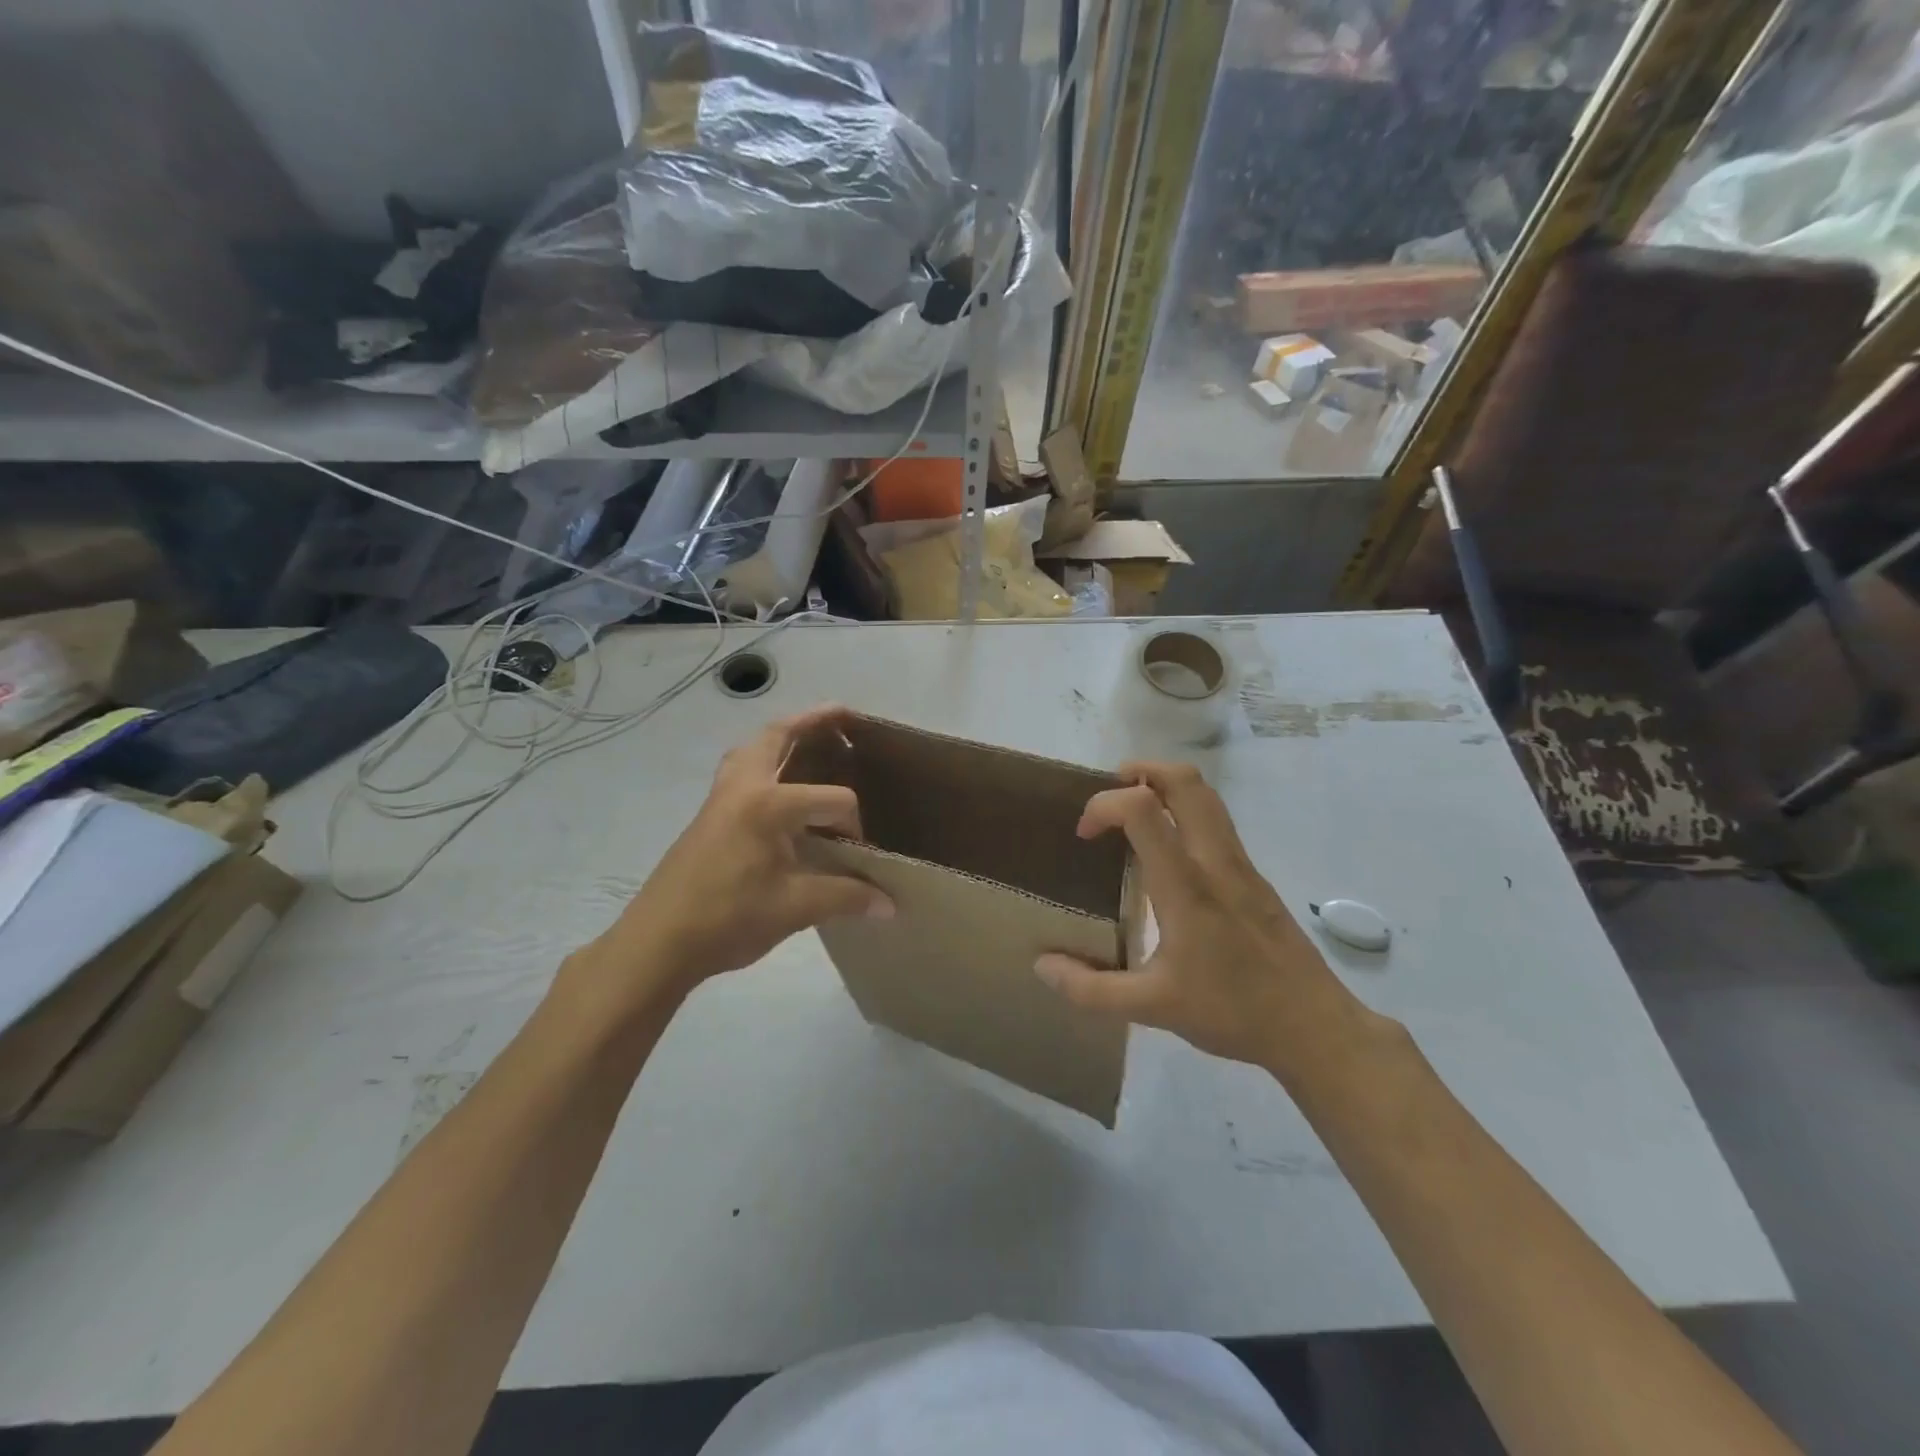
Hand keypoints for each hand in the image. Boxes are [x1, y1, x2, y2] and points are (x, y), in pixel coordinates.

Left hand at [565, 706, 892, 1015]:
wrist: (657, 942)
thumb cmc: (728, 919)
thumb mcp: (794, 909)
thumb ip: (846, 897)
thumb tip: (890, 905)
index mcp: (769, 805)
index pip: (834, 799)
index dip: (854, 826)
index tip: (858, 858)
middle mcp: (743, 787)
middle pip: (779, 735)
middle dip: (813, 721)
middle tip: (844, 714)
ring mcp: (720, 798)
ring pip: (753, 748)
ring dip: (782, 736)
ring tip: (809, 737)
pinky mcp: (708, 814)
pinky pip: (740, 769)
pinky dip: (763, 760)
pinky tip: (778, 786)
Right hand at [1034, 762, 1377, 1083]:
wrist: (1314, 1027)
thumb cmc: (1232, 1012)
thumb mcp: (1151, 1009)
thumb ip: (1090, 989)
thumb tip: (1041, 966)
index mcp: (1185, 886)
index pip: (1143, 809)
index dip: (1104, 805)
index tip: (1085, 836)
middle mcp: (1215, 861)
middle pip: (1185, 781)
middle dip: (1141, 771)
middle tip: (1110, 793)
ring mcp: (1241, 864)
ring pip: (1206, 796)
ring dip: (1165, 787)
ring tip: (1133, 813)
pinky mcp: (1254, 876)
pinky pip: (1216, 821)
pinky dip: (1185, 812)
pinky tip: (1167, 855)